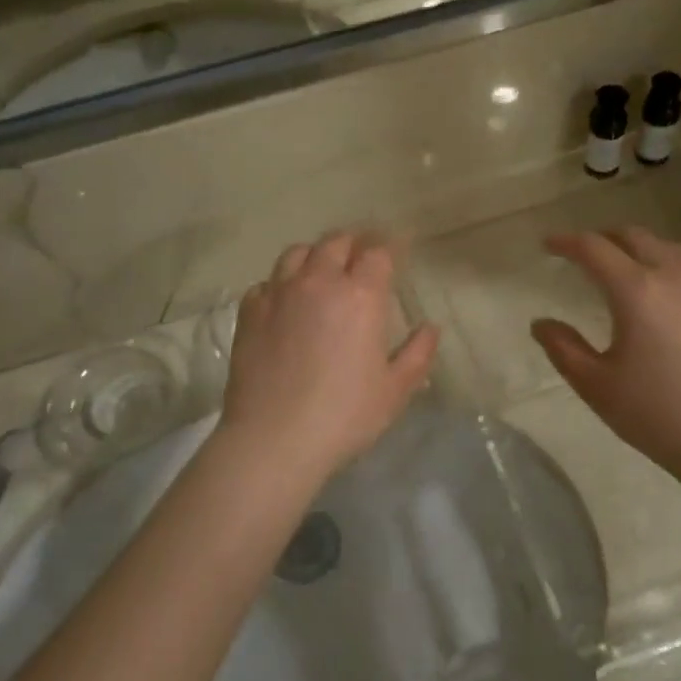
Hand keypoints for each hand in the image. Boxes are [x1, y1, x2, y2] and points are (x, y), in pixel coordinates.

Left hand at [220, 232, 438, 482]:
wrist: (273, 438)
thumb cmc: (344, 415)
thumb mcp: (395, 391)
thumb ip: (418, 354)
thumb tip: (430, 327)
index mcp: (360, 295)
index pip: (378, 252)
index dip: (389, 247)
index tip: (397, 249)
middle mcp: (319, 282)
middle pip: (336, 242)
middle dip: (353, 243)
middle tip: (362, 254)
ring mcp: (279, 293)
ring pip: (297, 253)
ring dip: (315, 255)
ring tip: (322, 269)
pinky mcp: (250, 312)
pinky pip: (267, 282)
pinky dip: (281, 283)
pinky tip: (286, 301)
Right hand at [531, 228, 680, 487]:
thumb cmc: (655, 413)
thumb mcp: (595, 385)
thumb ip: (562, 348)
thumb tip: (542, 323)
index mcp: (636, 291)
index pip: (595, 248)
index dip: (567, 242)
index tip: (548, 245)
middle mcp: (674, 277)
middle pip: (635, 237)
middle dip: (604, 238)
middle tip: (583, 254)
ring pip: (668, 249)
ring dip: (638, 249)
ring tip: (622, 268)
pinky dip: (666, 269)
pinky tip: (662, 299)